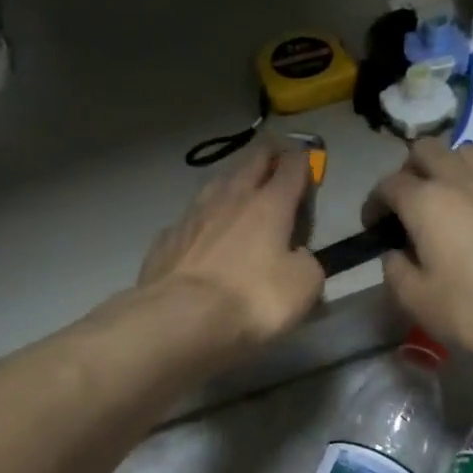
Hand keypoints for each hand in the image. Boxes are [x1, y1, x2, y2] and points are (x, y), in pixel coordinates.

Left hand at [138, 147, 324, 348]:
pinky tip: (200, 230)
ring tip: (235, 185)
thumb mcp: (303, 286)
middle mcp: (230, 199)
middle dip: (266, 157)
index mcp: (269, 205)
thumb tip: (296, 255)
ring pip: (215, 184)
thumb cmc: (252, 299)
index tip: (306, 158)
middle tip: (273, 154)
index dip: (302, 162)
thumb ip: (306, 263)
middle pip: (251, 165)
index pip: (291, 170)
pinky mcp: (166, 238)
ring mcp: (192, 216)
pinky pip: (189, 219)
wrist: (180, 317)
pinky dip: (201, 219)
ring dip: (230, 181)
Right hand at [368, 140, 472, 362]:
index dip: (375, 203)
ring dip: (451, 168)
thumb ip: (396, 270)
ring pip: (470, 154)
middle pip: (428, 150)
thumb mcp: (416, 300)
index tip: (374, 226)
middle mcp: (464, 182)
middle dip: (410, 170)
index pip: (389, 184)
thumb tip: (396, 254)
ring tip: (450, 200)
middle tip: (409, 202)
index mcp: (427, 202)